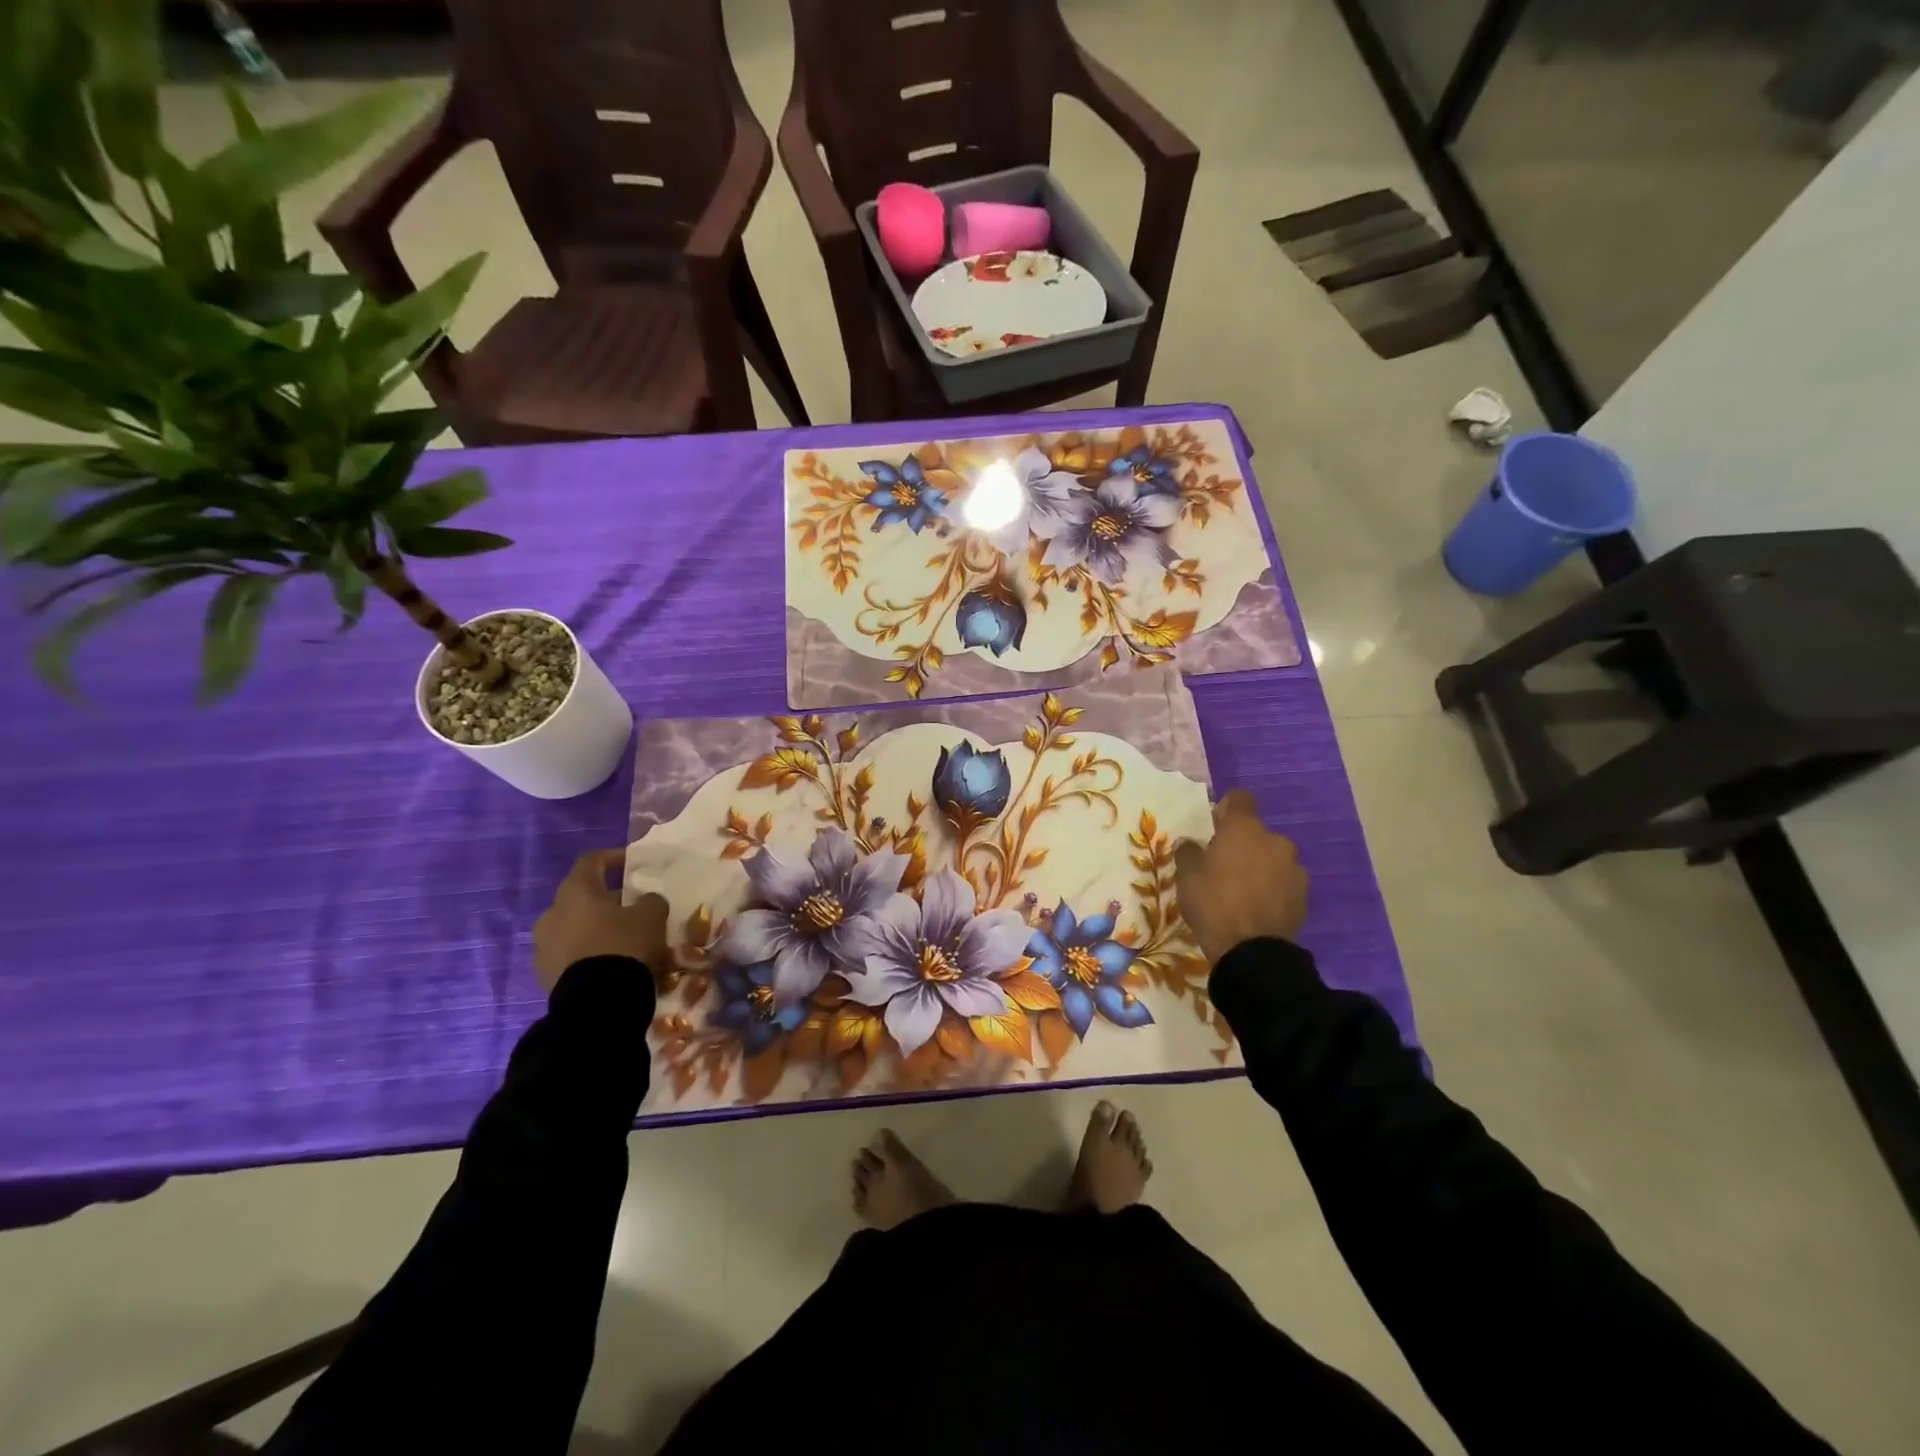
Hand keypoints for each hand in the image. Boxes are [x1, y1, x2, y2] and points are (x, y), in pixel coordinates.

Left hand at [532, 849, 667, 993]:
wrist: (596, 1003)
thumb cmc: (623, 945)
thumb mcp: (651, 916)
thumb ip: (650, 901)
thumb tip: (646, 901)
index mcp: (575, 892)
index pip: (591, 861)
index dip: (613, 857)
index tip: (631, 863)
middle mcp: (551, 914)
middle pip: (582, 897)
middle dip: (608, 900)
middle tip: (633, 909)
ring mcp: (543, 946)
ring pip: (574, 927)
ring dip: (596, 928)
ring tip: (623, 940)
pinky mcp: (544, 975)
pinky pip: (570, 954)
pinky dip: (588, 952)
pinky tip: (610, 963)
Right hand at [1172, 789, 1308, 963]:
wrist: (1251, 952)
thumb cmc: (1213, 903)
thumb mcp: (1186, 876)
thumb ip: (1189, 852)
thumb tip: (1191, 843)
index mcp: (1244, 828)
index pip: (1240, 798)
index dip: (1227, 808)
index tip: (1215, 825)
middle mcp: (1274, 840)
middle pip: (1256, 832)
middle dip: (1243, 844)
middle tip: (1223, 866)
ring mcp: (1293, 868)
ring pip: (1272, 858)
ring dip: (1260, 866)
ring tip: (1243, 891)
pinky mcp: (1304, 895)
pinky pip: (1284, 882)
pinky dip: (1273, 888)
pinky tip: (1257, 908)